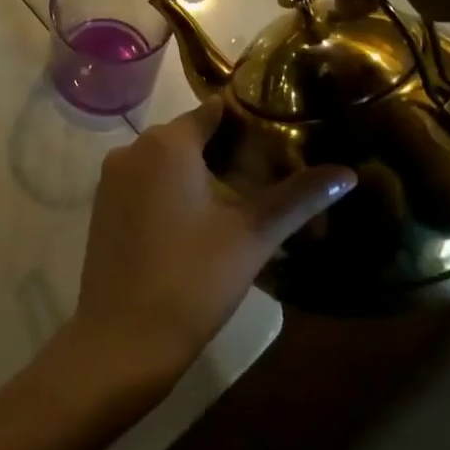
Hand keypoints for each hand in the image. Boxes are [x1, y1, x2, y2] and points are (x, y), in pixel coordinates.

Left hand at [68, 101, 355, 386]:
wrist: (122, 338)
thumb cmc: (192, 279)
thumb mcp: (252, 237)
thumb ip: (298, 198)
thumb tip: (347, 172)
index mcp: (166, 143)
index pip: (214, 111)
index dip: (249, 120)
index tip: (281, 135)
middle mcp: (132, 148)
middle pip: (189, 134)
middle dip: (227, 148)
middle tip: (269, 173)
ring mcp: (112, 177)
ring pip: (165, 159)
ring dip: (199, 171)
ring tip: (240, 199)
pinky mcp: (102, 205)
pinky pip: (144, 181)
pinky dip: (171, 189)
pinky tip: (198, 220)